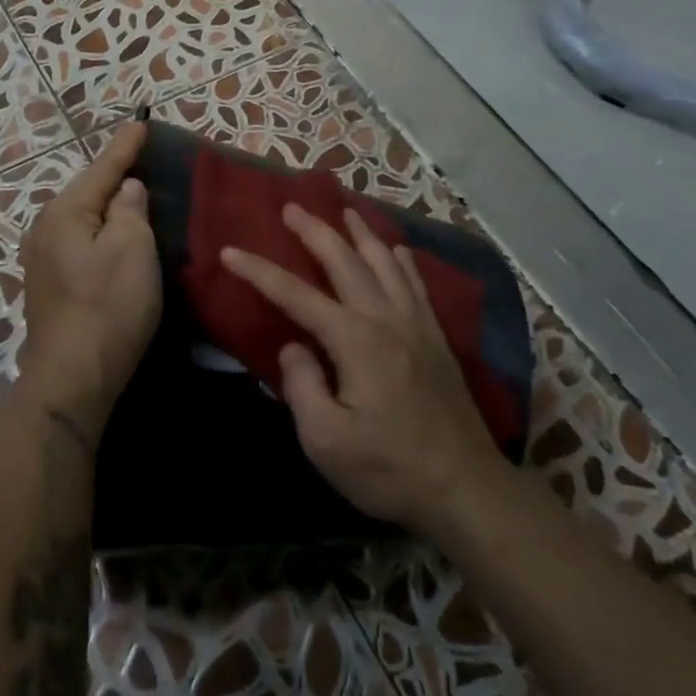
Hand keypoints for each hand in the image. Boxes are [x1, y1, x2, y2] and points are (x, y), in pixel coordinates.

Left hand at [17, 122, 162, 440]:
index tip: (141, 122)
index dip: (125, 146)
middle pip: (88, 192)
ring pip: (82, 218)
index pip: (102, 168)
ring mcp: (41, 258)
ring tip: (132, 194)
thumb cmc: (108, 307)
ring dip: (107, 206)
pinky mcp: (48, 284)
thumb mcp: (132, 249)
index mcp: (65, 212)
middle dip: (114, 175)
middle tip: (141, 157)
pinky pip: (79, 241)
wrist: (72, 377)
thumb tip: (126, 189)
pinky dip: (99, 232)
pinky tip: (112, 235)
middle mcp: (45, 228)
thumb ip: (131, 209)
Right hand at [221, 205, 501, 533]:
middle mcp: (385, 318)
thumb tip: (294, 347)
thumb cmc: (389, 469)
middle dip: (314, 231)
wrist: (466, 488)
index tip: (230, 251)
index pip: (296, 295)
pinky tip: (397, 250)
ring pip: (385, 262)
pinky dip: (402, 260)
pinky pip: (417, 283)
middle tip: (291, 207)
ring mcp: (416, 325)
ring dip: (360, 233)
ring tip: (344, 211)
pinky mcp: (437, 338)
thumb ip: (302, 386)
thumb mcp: (326, 441)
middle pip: (344, 261)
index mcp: (355, 339)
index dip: (259, 271)